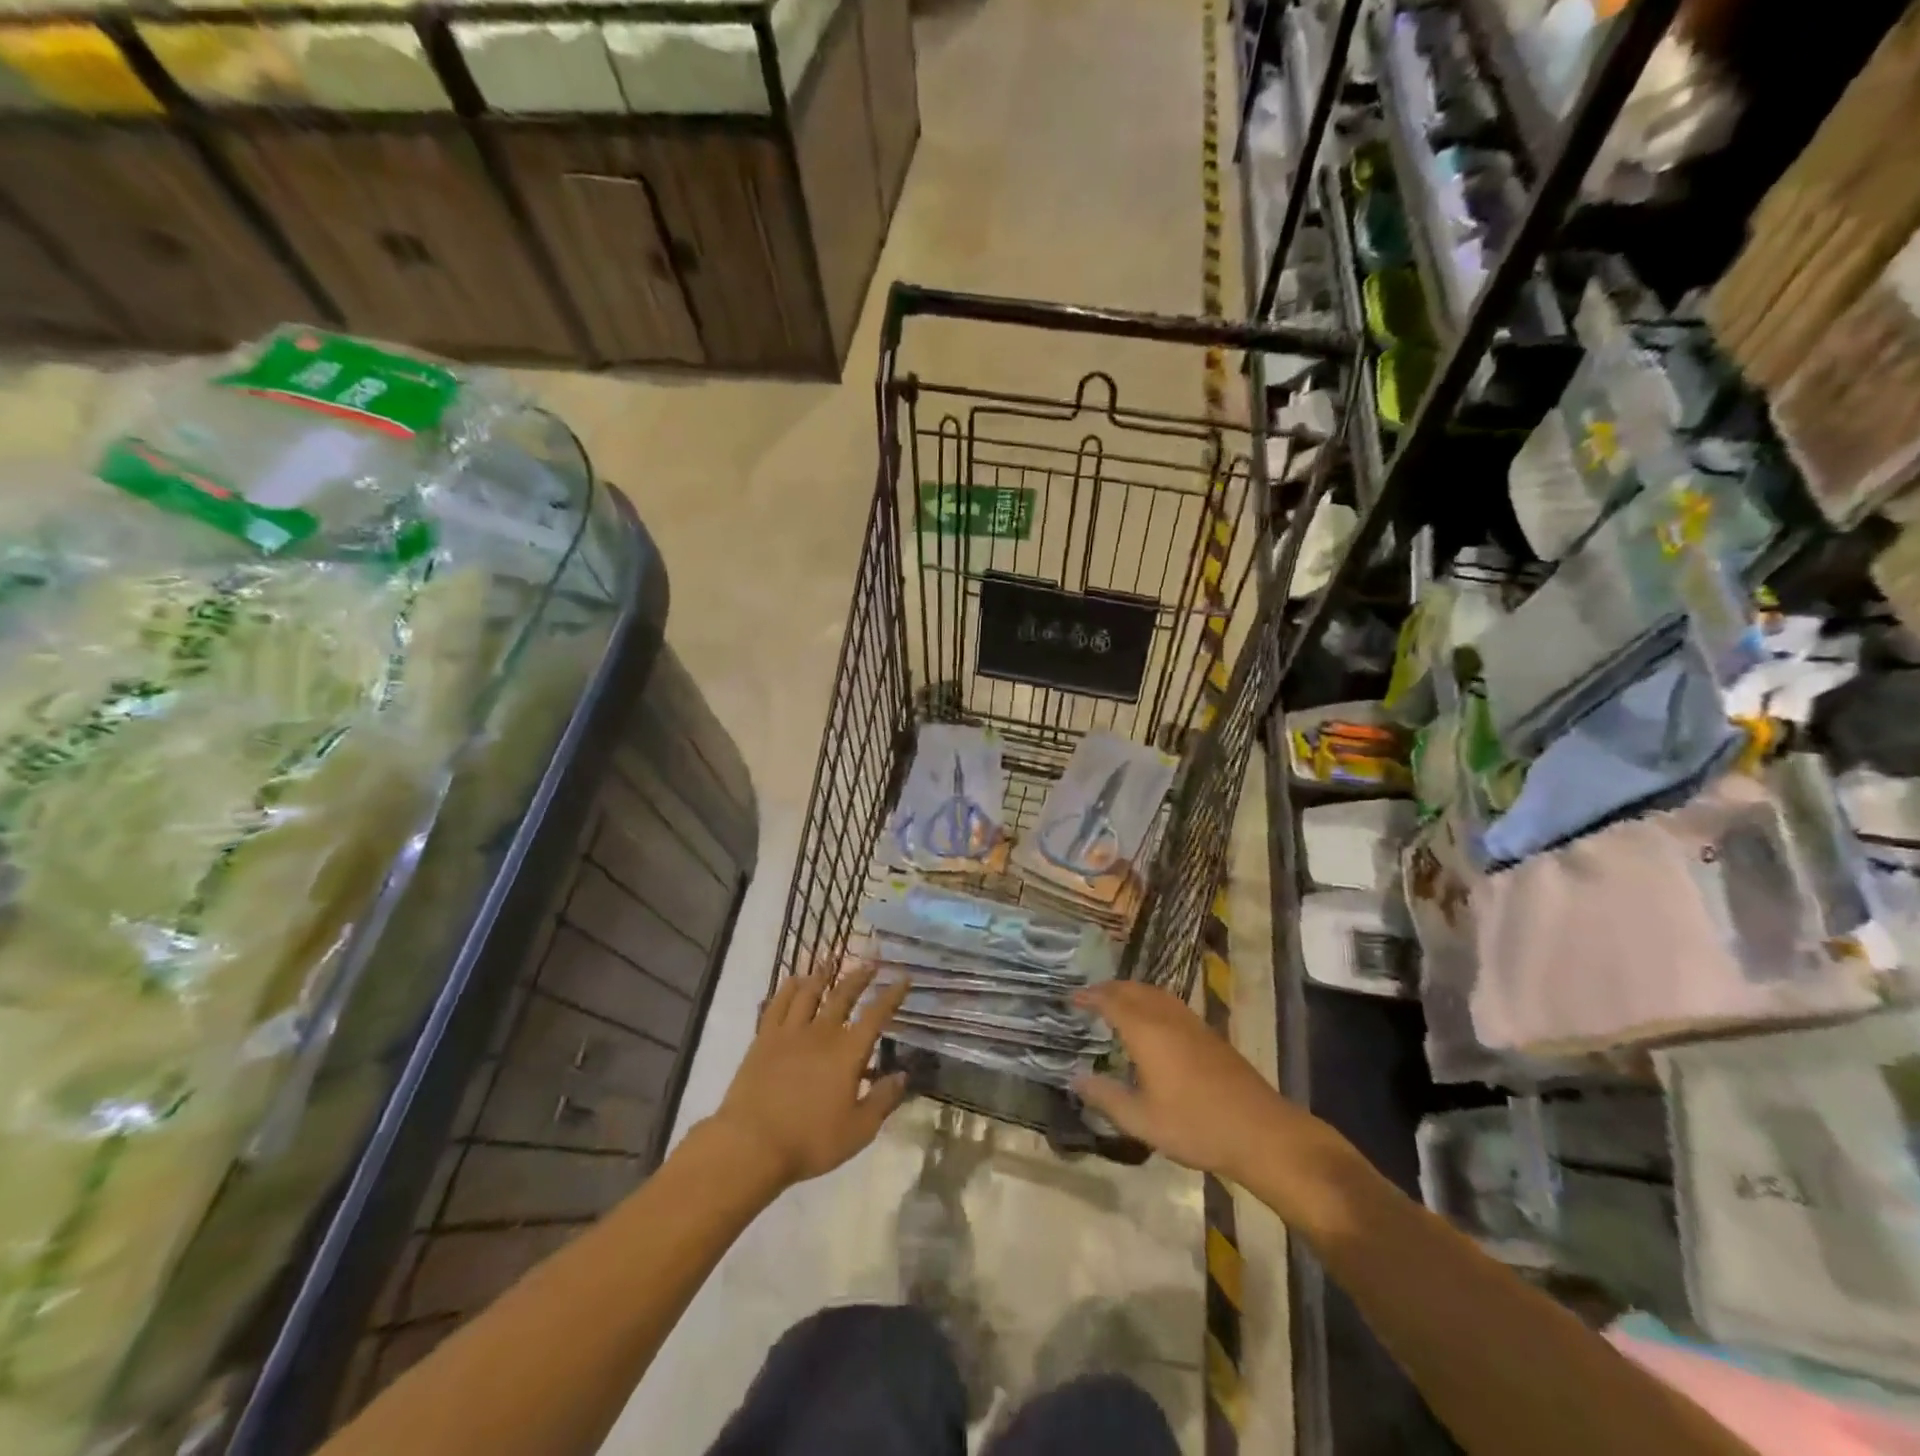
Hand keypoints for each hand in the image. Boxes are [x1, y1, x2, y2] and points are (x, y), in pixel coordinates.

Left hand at [711, 962, 910, 1189]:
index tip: (903, 978)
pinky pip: (778, 1003)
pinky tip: (793, 980)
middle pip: (843, 995)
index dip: (891, 995)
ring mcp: (790, 1032)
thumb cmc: (809, 1141)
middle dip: (859, 977)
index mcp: (848, 1053)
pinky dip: (788, 988)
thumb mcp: (858, 1131)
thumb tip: (902, 1075)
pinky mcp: (764, 1038)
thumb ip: (882, 1100)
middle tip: (870, 963)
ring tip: (831, 960)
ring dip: (823, 974)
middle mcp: (822, 1033)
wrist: (751, 1144)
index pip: (876, 1015)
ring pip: (809, 992)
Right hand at [1072, 980, 1307, 1181]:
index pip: (1111, 1001)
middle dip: (1109, 989)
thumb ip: (1106, 1097)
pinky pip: (1170, 1003)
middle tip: (1089, 998)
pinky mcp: (1209, 1034)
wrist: (1260, 1131)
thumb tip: (1076, 1079)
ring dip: (1131, 992)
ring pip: (1154, 993)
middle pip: (1133, 990)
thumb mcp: (1142, 1121)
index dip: (1089, 997)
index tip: (1071, 998)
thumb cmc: (1195, 1125)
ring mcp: (1191, 1023)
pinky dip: (1150, 1001)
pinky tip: (1152, 1022)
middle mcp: (1167, 1018)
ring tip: (1116, 1003)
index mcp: (1146, 1032)